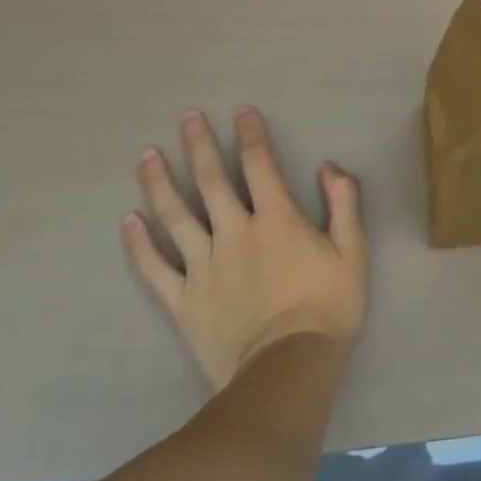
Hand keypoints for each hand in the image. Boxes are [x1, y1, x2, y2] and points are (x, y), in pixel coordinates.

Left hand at [124, 107, 365, 389]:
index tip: (240, 111)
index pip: (260, 164)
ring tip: (147, 157)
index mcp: (277, 218)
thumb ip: (344, 203)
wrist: (286, 369)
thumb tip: (328, 166)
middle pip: (211, 181)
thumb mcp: (352, 250)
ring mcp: (204, 266)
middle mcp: (235, 232)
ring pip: (176, 217)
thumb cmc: (327, 305)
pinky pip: (155, 269)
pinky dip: (139, 244)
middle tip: (186, 117)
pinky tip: (128, 221)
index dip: (250, 134)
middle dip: (198, 145)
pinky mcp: (183, 301)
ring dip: (160, 183)